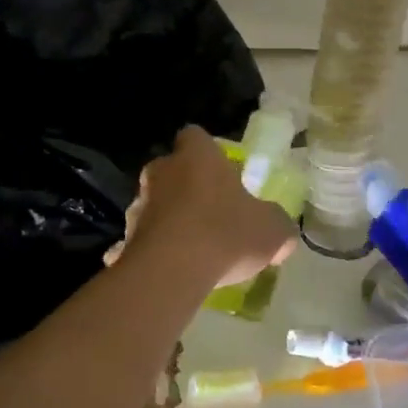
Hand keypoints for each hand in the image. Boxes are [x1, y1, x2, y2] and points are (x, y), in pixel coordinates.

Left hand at [104, 126, 296, 286]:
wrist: (171, 271)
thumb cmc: (225, 233)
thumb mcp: (272, 230)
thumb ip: (278, 225)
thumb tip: (282, 233)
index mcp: (196, 155)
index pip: (195, 136)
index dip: (206, 152)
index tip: (221, 173)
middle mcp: (162, 171)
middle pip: (172, 169)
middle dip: (186, 187)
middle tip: (209, 212)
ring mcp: (139, 204)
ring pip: (155, 204)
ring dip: (169, 219)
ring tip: (190, 248)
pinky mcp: (126, 237)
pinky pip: (141, 240)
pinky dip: (152, 250)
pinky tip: (169, 271)